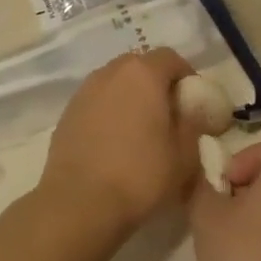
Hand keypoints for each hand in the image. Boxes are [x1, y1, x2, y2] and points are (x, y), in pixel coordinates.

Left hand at [38, 48, 198, 237]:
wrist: (79, 202)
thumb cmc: (140, 175)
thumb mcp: (184, 155)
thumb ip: (193, 124)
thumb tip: (192, 111)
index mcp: (142, 74)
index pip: (170, 58)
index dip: (186, 75)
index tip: (193, 101)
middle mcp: (111, 72)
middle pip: (140, 65)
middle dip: (156, 83)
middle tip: (168, 113)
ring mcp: (85, 91)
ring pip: (115, 82)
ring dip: (130, 96)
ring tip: (140, 129)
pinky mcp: (68, 112)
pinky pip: (97, 101)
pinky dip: (109, 111)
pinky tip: (114, 142)